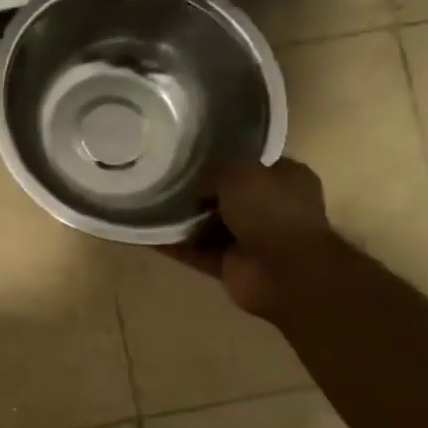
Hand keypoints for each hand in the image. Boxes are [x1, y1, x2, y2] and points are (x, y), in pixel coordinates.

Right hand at [160, 157, 333, 317]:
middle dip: (196, 190)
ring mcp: (249, 239)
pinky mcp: (229, 265)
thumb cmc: (271, 211)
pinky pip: (193, 251)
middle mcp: (270, 208)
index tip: (188, 155)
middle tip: (160, 178)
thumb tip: (194, 186)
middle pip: (225, 195)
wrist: (285, 272)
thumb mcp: (239, 172)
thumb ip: (213, 171)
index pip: (250, 164)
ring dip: (180, 219)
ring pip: (207, 224)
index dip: (222, 159)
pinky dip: (170, 246)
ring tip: (143, 203)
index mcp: (285, 179)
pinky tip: (142, 233)